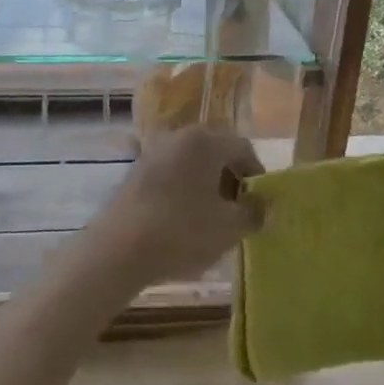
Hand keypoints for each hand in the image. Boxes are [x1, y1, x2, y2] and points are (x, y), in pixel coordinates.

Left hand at [90, 125, 265, 289]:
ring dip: (206, 184)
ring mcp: (153, 151)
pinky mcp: (135, 171)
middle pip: (215, 151)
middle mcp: (178, 136)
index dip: (256, 174)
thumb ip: (254, 212)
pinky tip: (182, 219)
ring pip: (191, 162)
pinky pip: (170, 173)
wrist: (119, 248)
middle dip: (230, 178)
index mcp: (205, 141)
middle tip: (237, 210)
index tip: (259, 203)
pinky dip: (182, 189)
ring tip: (211, 217)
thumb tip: (264, 205)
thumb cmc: (182, 232)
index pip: (243, 148)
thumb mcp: (230, 227)